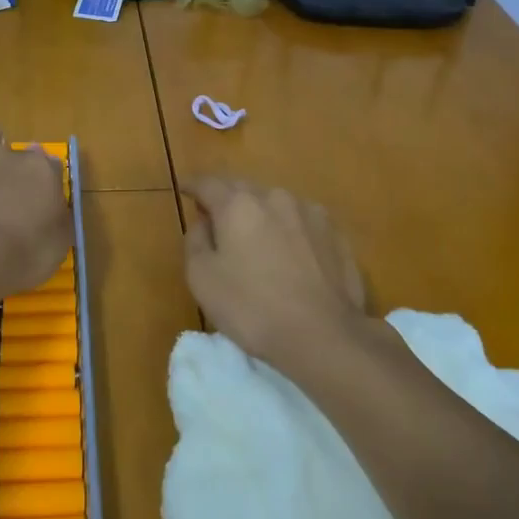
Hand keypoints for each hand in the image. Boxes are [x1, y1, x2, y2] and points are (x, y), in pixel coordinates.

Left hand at [0, 121, 70, 305]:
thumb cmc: (19, 257)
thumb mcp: (57, 246)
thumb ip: (58, 218)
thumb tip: (54, 205)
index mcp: (42, 171)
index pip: (51, 165)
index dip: (45, 182)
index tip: (41, 203)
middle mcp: (10, 155)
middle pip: (18, 151)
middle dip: (15, 169)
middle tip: (8, 197)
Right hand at [181, 176, 368, 376]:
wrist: (323, 335)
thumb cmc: (252, 308)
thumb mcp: (202, 279)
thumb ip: (196, 241)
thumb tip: (204, 222)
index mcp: (238, 204)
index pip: (208, 184)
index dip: (193, 185)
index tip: (184, 188)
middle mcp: (275, 197)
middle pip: (243, 189)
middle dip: (227, 198)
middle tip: (216, 215)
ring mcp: (310, 213)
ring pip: (276, 204)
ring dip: (261, 214)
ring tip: (256, 237)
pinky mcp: (335, 233)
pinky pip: (302, 222)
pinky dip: (289, 229)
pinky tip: (291, 252)